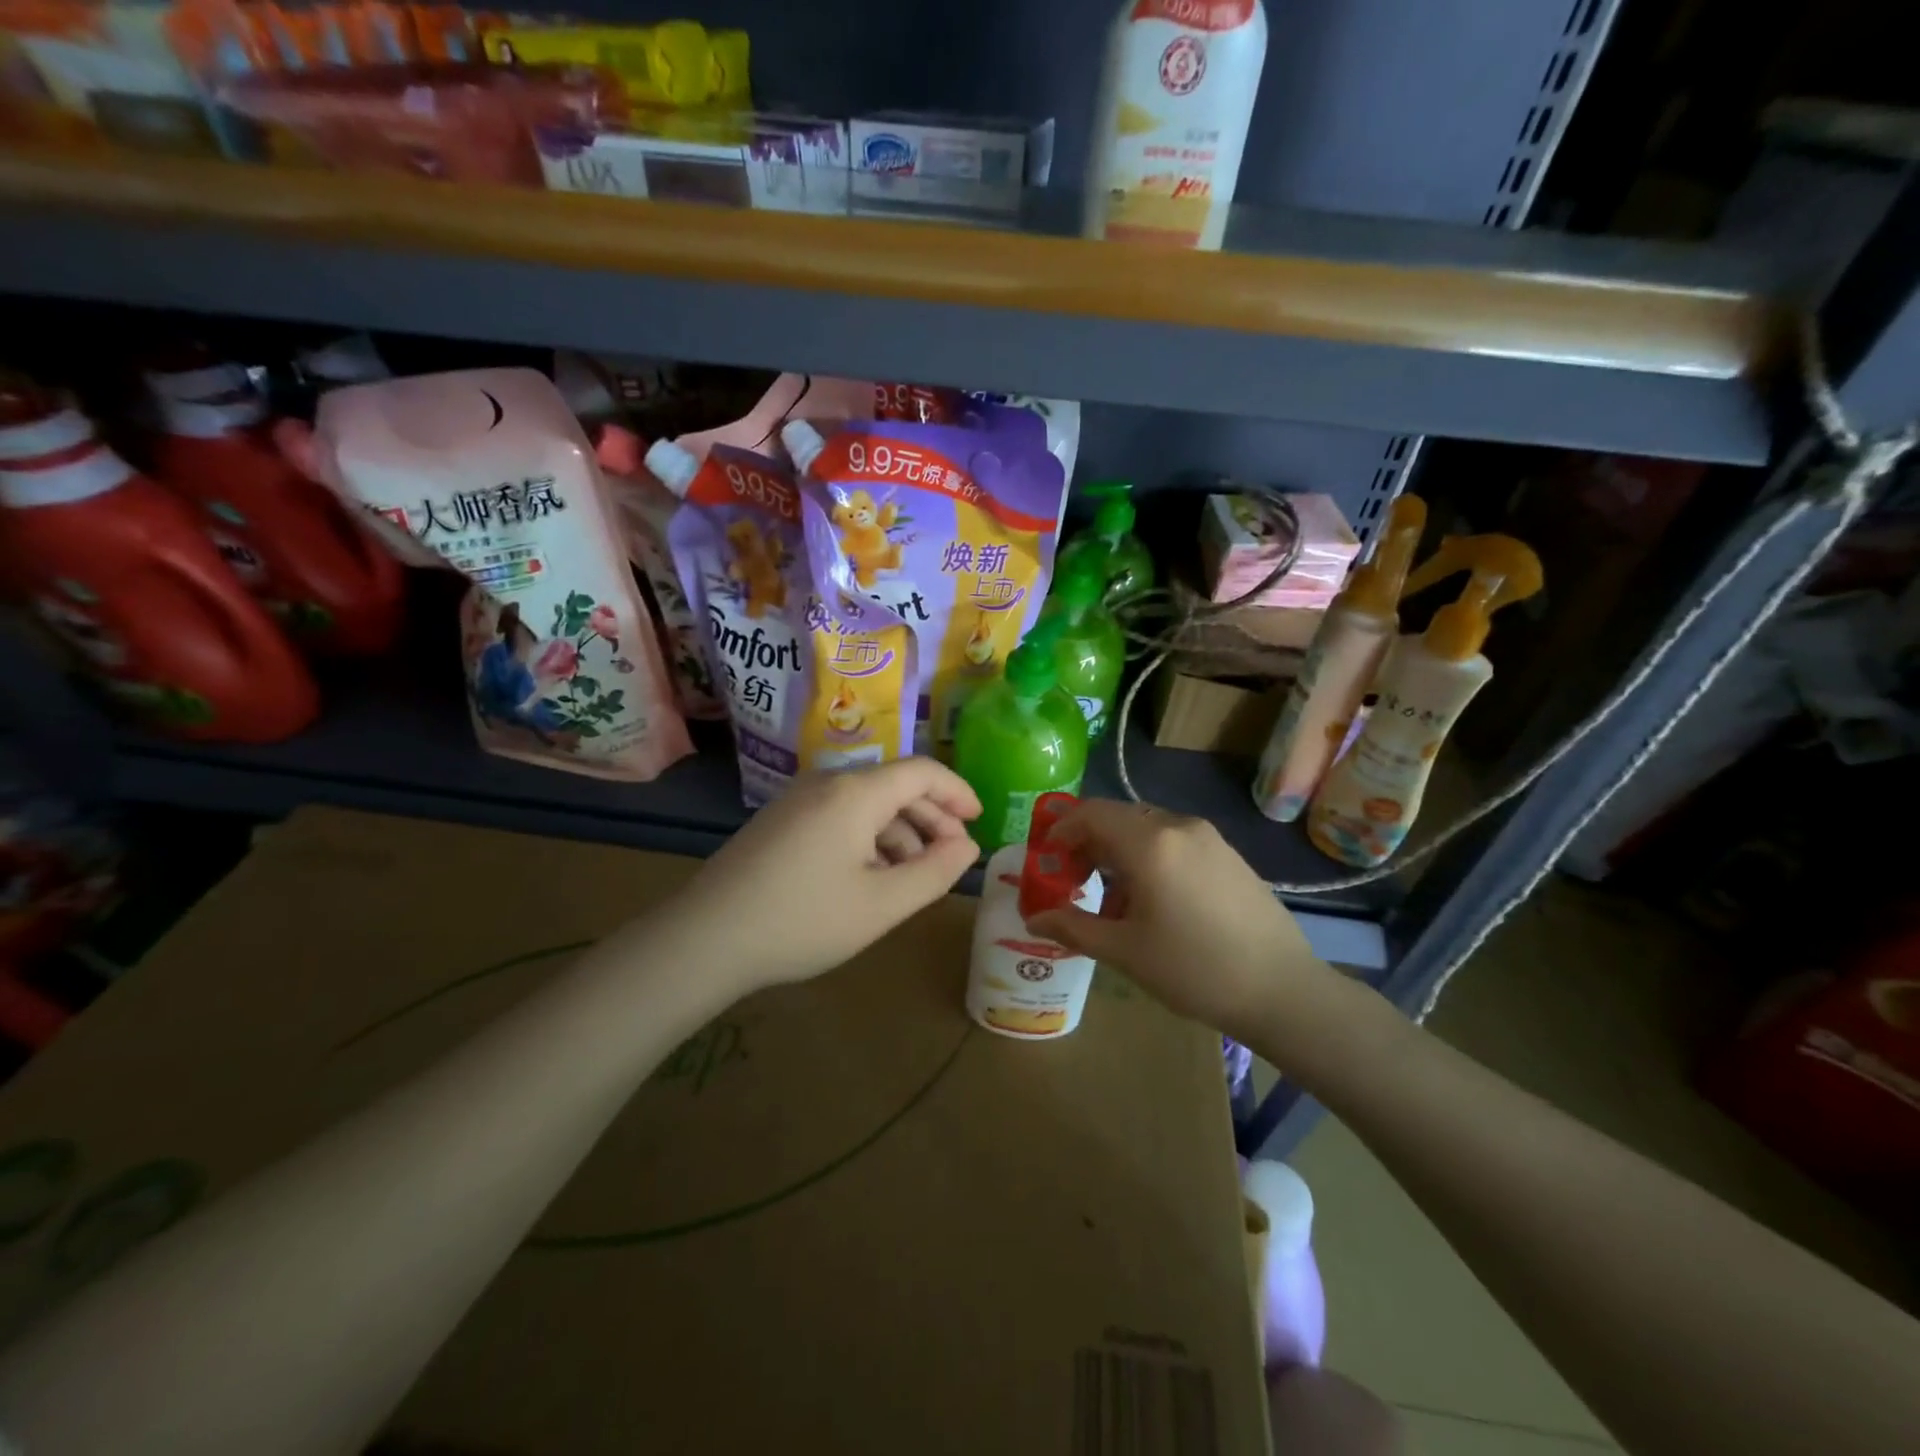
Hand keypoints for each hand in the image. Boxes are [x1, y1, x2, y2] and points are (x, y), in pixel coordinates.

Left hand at [663, 758, 980, 992]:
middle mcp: (827, 783)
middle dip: (931, 819)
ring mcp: (798, 801)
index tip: (979, 820)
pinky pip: (839, 818)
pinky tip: (871, 878)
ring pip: (867, 805)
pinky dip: (868, 840)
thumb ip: (935, 873)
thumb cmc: (804, 920)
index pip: (922, 772)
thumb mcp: (882, 904)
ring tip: (913, 878)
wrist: (706, 938)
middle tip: (952, 858)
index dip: (957, 792)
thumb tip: (967, 847)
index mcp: (856, 793)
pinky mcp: (780, 822)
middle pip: (895, 787)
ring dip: (900, 835)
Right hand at [1024, 799, 1336, 1046]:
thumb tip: (1034, 918)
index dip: (1062, 830)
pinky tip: (1154, 901)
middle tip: (1072, 880)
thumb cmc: (1194, 969)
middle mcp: (1178, 827)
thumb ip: (1072, 926)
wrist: (1282, 989)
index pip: (1091, 813)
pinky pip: (1175, 842)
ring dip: (1119, 852)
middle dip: (1088, 843)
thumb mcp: (1124, 951)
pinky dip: (1150, 857)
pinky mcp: (1229, 855)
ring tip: (1113, 900)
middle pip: (1119, 818)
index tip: (1047, 859)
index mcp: (1149, 843)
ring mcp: (1209, 838)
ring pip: (1147, 830)